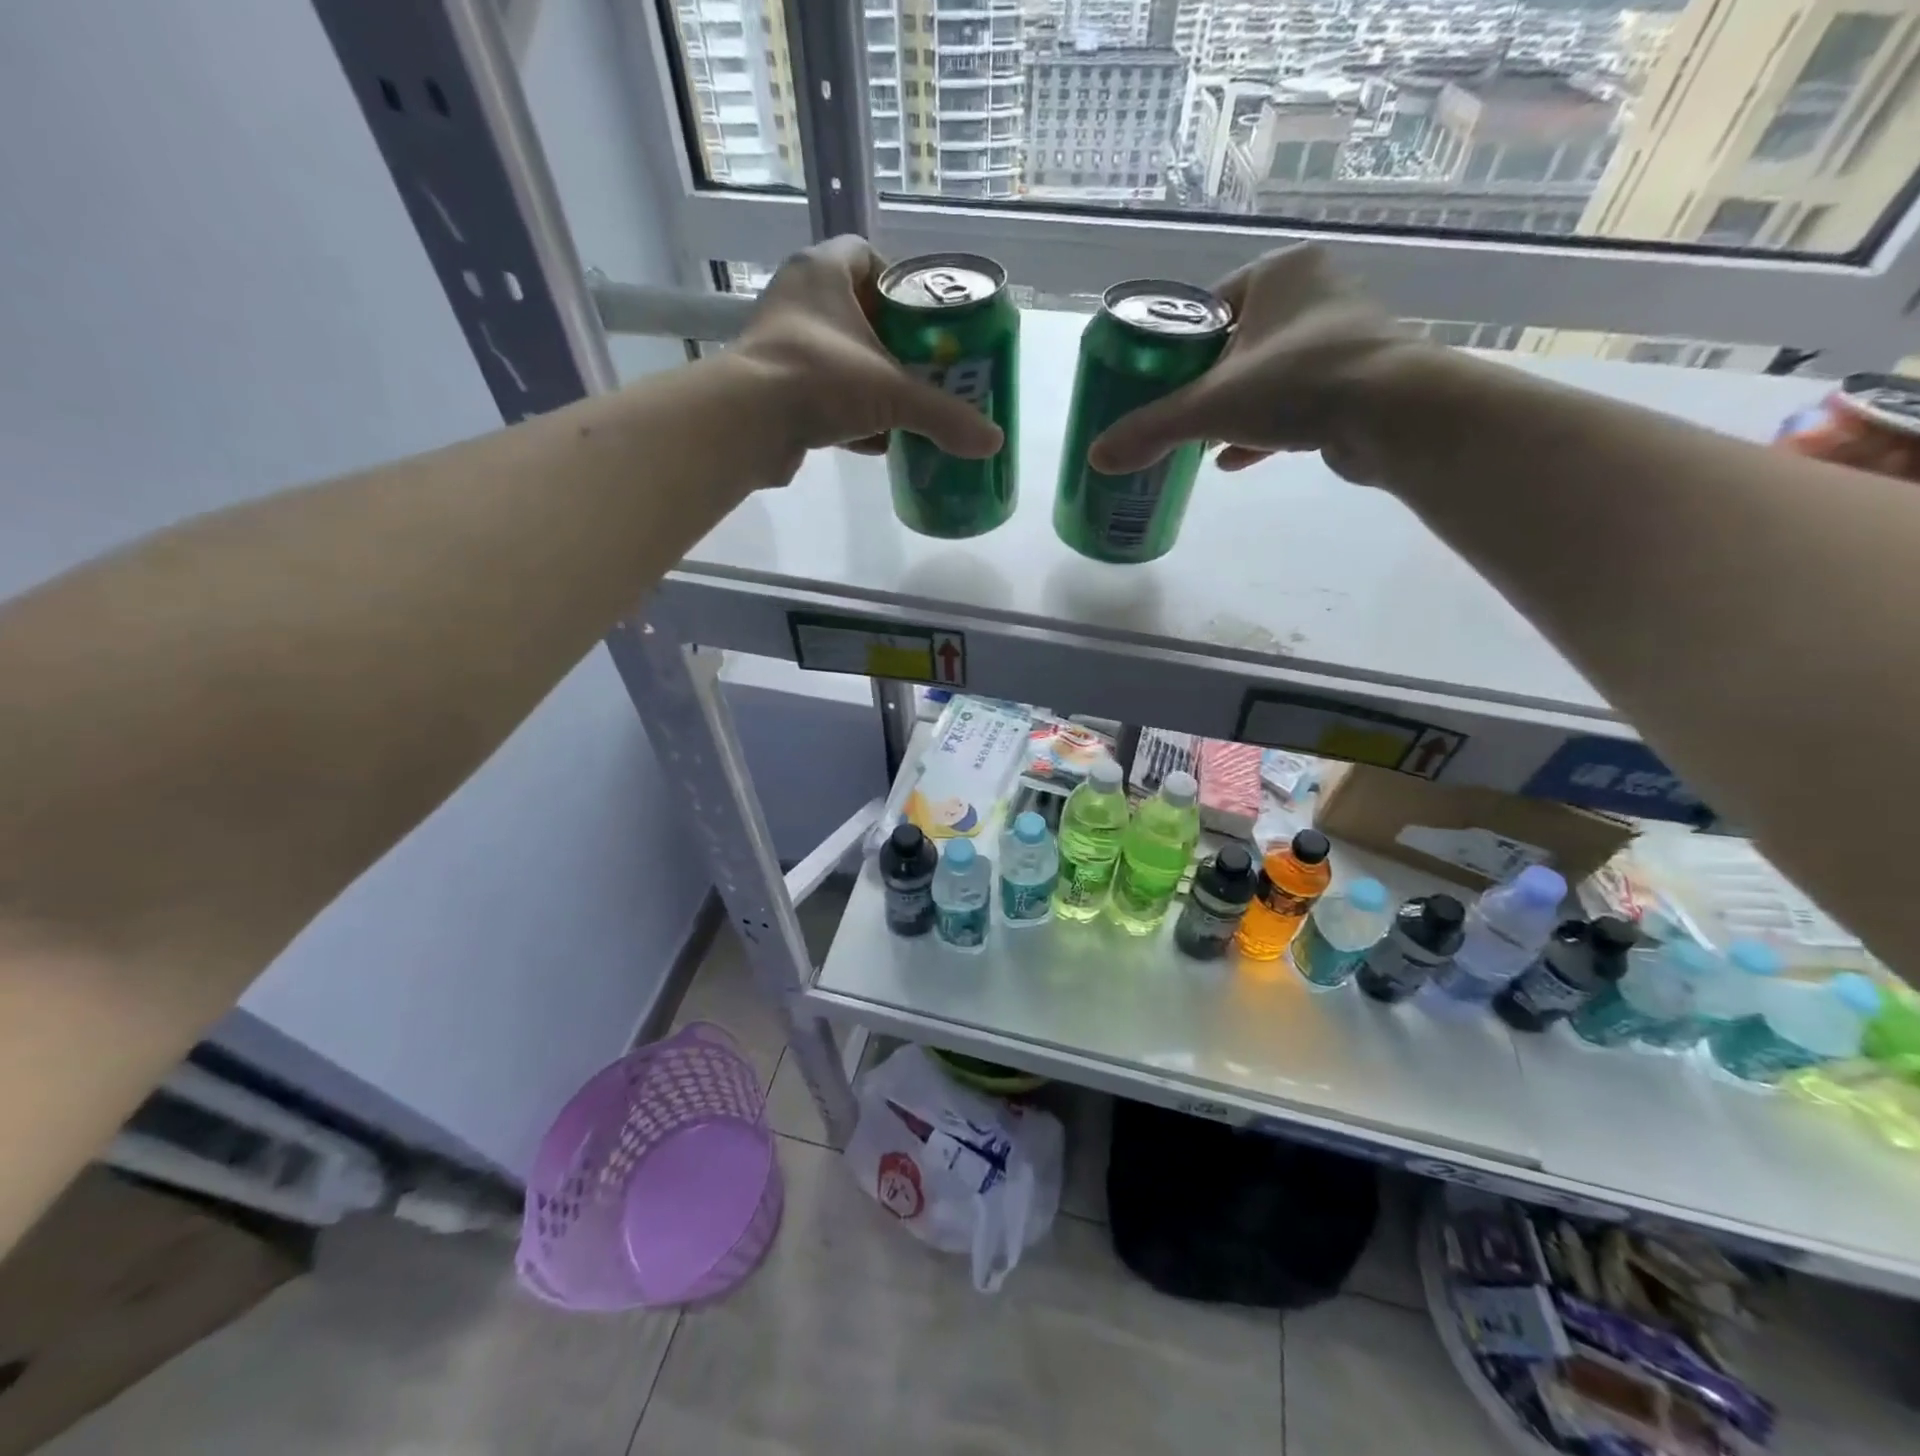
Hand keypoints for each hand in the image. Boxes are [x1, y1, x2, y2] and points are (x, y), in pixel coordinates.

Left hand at [731, 237, 1003, 480]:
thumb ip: (943, 415)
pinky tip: (875, 441)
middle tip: (924, 370)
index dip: (898, 283)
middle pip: (857, 312)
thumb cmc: (819, 380)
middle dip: (891, 343)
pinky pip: (822, 394)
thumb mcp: (892, 394)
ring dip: (871, 382)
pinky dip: (849, 415)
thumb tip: (993, 442)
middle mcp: (797, 300)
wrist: (747, 424)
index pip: (866, 256)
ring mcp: (782, 345)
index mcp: (822, 273)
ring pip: (840, 357)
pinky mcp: (775, 388)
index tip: (923, 320)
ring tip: (904, 408)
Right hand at [1088, 245, 1416, 484]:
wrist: (1393, 415)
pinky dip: (1263, 429)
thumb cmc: (1297, 384)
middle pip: (1236, 344)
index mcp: (1280, 275)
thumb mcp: (1209, 407)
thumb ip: (1151, 429)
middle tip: (1174, 415)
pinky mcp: (1355, 381)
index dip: (1177, 346)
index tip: (1156, 382)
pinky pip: (1294, 402)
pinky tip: (1233, 460)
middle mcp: (1315, 295)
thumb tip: (1096, 457)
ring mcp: (1341, 338)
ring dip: (1232, 410)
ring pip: (1266, 375)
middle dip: (1204, 384)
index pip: (1209, 305)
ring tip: (1198, 442)